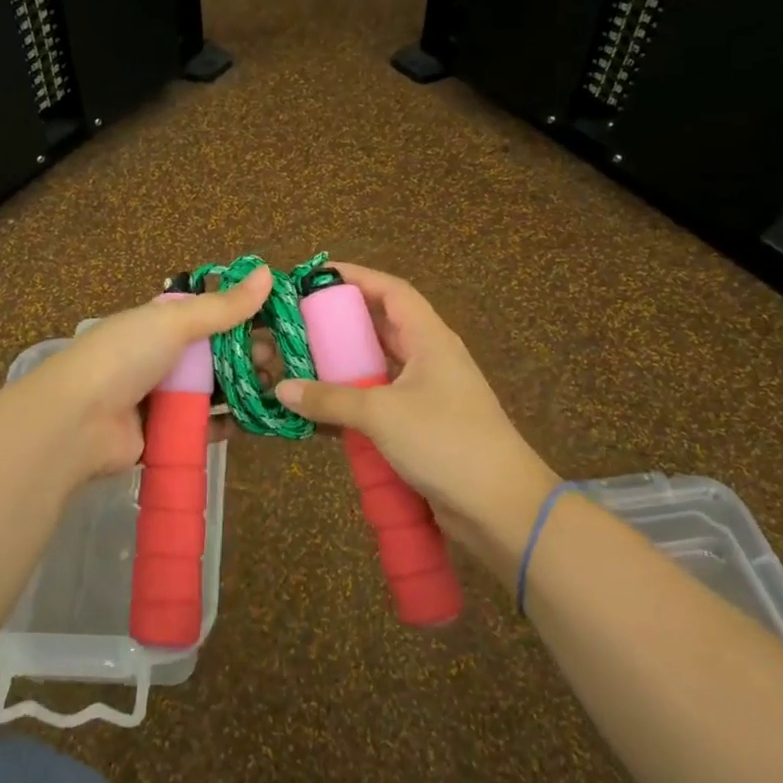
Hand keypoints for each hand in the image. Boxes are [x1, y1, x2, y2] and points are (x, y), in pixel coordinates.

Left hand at [20, 267, 273, 484]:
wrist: (77, 421)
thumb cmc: (125, 357)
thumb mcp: (174, 322)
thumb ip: (222, 306)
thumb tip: (266, 272)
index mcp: (158, 325)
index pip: (208, 317)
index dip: (241, 319)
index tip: (276, 325)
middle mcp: (160, 359)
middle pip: (213, 356)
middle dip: (247, 357)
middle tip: (279, 362)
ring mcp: (160, 398)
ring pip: (210, 392)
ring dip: (241, 390)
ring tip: (276, 391)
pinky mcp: (162, 435)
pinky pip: (201, 427)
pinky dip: (226, 424)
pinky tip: (254, 421)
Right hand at [273, 263, 558, 578]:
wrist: (501, 506)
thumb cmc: (445, 441)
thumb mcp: (382, 414)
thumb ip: (330, 399)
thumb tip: (281, 388)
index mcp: (429, 339)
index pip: (391, 291)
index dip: (357, 277)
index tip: (316, 276)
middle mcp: (429, 358)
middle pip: (383, 326)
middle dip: (343, 322)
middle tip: (300, 321)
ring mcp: (428, 394)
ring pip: (380, 366)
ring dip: (345, 364)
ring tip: (303, 361)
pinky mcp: (423, 426)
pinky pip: (381, 401)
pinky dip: (353, 401)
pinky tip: (322, 410)